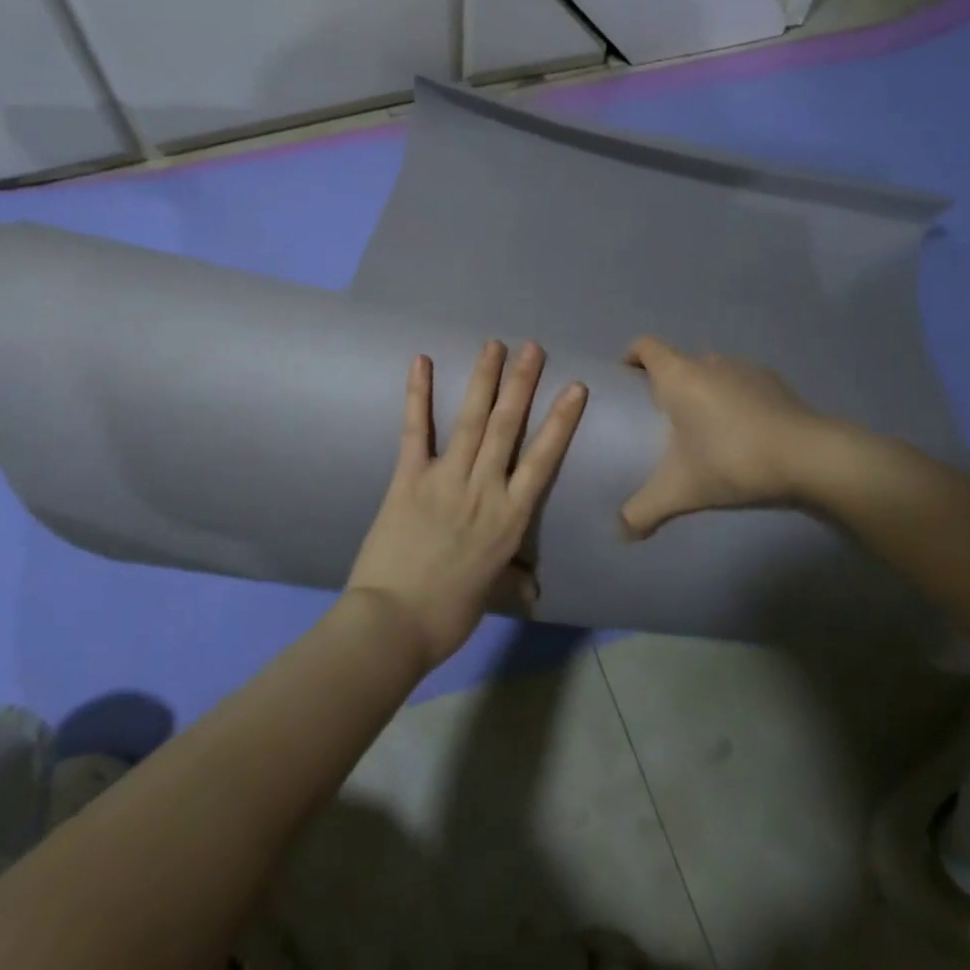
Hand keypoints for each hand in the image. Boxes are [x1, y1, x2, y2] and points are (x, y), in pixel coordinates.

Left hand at [347, 342, 586, 669]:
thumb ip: (513, 578)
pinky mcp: (408, 478)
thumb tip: (533, 587)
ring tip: (494, 345)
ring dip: (484, 379)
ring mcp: (445, 479)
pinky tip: (421, 362)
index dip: (561, 421)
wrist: (393, 624)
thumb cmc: (448, 614)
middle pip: (508, 427)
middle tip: (532, 348)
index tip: (575, 388)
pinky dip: (418, 395)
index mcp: (510, 518)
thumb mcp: (491, 593)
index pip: (543, 460)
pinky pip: (415, 430)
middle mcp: (483, 489)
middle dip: (522, 384)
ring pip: (471, 420)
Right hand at [619, 336, 826, 537]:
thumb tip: (621, 532)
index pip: (645, 346)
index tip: (627, 383)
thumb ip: (643, 510)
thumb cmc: (731, 460)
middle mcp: (709, 362)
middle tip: (662, 421)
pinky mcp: (776, 384)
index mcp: (679, 374)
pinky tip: (742, 436)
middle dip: (667, 385)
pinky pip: (742, 386)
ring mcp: (747, 369)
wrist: (809, 457)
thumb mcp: (679, 491)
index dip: (631, 357)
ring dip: (703, 393)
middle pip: (678, 362)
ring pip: (712, 374)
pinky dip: (735, 403)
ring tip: (704, 431)